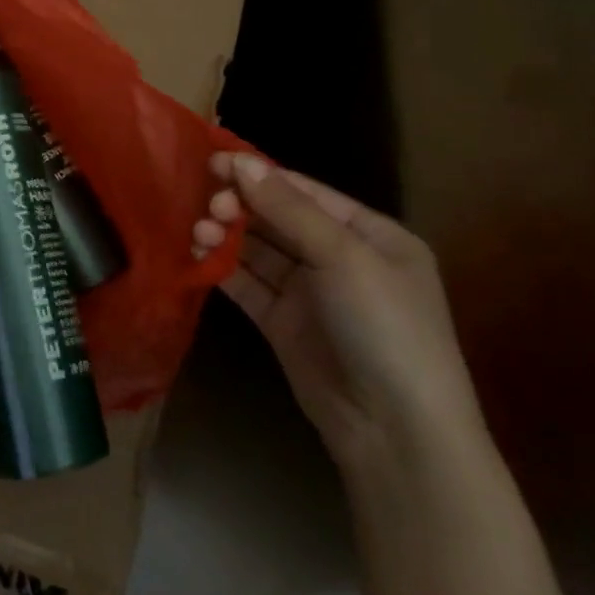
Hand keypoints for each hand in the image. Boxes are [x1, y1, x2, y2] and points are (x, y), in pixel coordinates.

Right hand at [195, 154, 485, 473]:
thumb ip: (289, 209)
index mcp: (371, 235)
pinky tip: (198, 255)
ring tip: (198, 232)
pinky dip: (223, 267)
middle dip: (240, 206)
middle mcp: (340, 258)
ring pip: (258, 250)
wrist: (396, 432)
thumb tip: (241, 162)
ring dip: (226, 235)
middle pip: (278, 218)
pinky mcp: (283, 323)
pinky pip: (248, 283)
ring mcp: (310, 292)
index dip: (260, 174)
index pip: (306, 191)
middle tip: (208, 206)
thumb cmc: (385, 327)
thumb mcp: (344, 258)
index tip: (213, 161)